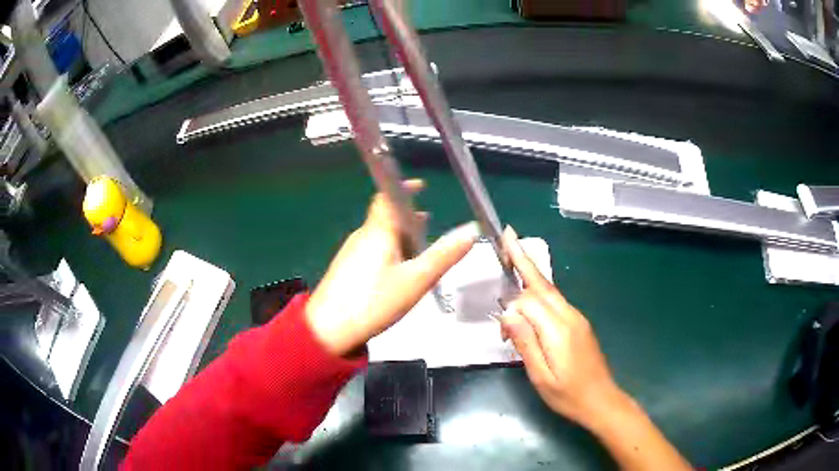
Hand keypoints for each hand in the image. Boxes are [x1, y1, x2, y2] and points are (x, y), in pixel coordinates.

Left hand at [306, 180, 479, 356]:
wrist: (328, 329)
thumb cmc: (375, 301)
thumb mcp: (416, 280)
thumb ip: (444, 255)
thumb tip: (471, 231)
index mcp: (378, 230)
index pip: (388, 196)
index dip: (403, 187)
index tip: (421, 186)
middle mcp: (362, 235)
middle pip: (385, 216)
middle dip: (407, 216)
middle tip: (428, 222)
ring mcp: (351, 252)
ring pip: (379, 234)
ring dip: (399, 234)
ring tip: (418, 248)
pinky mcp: (346, 269)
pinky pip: (372, 249)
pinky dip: (389, 250)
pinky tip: (397, 270)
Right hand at [499, 226, 625, 429]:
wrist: (601, 400)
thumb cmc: (568, 395)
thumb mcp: (541, 377)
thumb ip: (525, 343)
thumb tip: (507, 312)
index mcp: (559, 330)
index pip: (529, 301)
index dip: (511, 309)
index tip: (501, 332)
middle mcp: (570, 316)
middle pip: (542, 283)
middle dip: (523, 260)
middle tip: (507, 235)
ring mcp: (577, 318)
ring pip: (549, 290)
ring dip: (530, 276)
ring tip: (513, 256)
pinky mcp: (578, 323)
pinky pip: (555, 302)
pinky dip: (538, 295)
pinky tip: (529, 298)